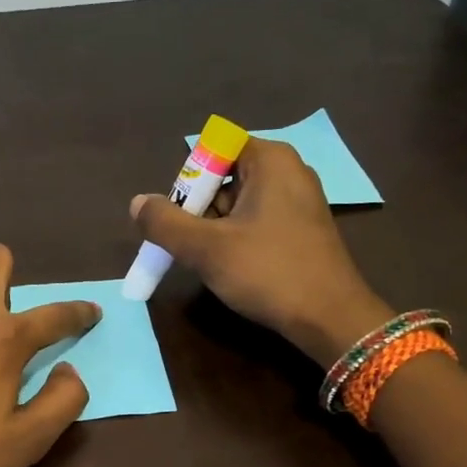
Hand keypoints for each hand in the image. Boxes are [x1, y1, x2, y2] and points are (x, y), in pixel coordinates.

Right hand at [131, 137, 392, 366]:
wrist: (329, 317)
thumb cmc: (268, 272)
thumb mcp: (206, 248)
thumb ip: (165, 223)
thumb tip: (137, 203)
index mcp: (270, 160)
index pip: (214, 149)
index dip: (190, 180)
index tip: (181, 216)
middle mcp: (289, 171)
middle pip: (225, 176)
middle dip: (199, 209)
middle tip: (190, 245)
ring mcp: (300, 201)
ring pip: (239, 204)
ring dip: (215, 229)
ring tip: (210, 262)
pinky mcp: (303, 230)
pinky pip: (257, 222)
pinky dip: (237, 240)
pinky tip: (234, 269)